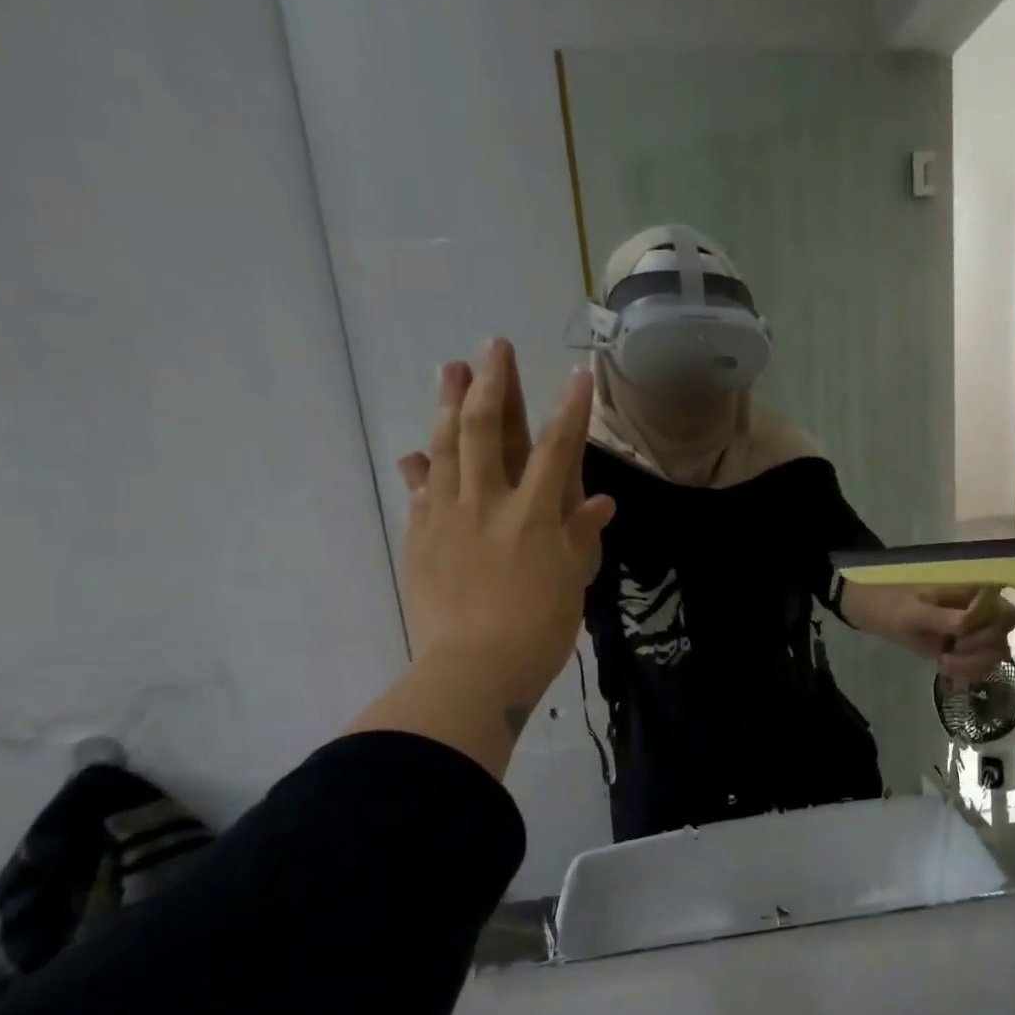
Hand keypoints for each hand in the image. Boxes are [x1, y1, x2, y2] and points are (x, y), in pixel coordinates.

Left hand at [394, 338, 614, 722]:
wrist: (473, 669)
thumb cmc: (538, 629)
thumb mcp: (572, 582)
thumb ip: (581, 536)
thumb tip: (599, 501)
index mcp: (535, 515)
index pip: (558, 450)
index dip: (571, 409)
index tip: (578, 373)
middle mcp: (490, 503)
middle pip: (490, 432)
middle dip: (495, 385)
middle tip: (493, 345)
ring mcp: (448, 517)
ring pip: (446, 448)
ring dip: (449, 405)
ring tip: (449, 369)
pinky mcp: (420, 537)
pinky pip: (419, 492)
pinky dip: (419, 468)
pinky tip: (414, 452)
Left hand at [849, 584, 1014, 681]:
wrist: (874, 611)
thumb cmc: (894, 605)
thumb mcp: (917, 612)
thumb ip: (948, 618)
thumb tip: (973, 623)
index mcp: (976, 591)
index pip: (1007, 616)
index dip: (988, 631)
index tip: (958, 637)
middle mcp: (983, 609)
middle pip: (1004, 637)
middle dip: (979, 651)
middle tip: (948, 653)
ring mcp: (976, 629)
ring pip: (996, 654)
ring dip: (972, 664)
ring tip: (944, 663)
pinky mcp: (966, 646)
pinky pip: (982, 663)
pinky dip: (968, 671)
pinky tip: (945, 669)